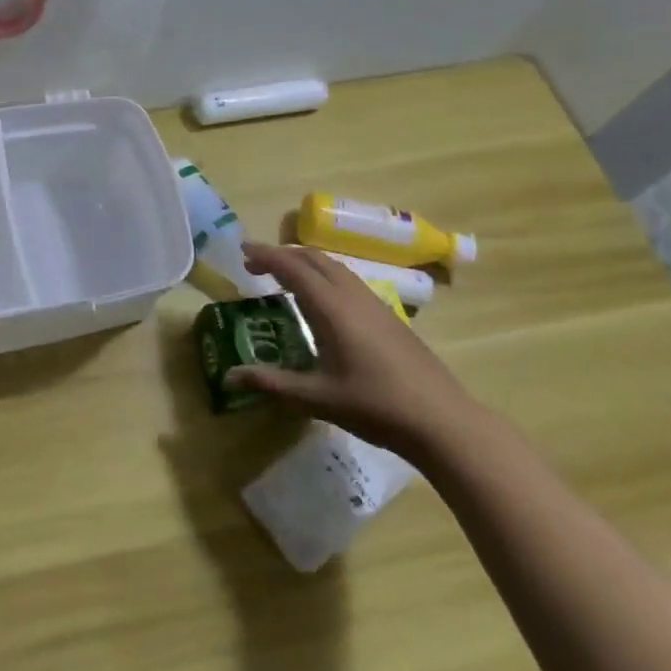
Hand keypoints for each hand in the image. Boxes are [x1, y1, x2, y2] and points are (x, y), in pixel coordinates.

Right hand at [227, 242, 475, 456]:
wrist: (442, 421)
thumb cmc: (375, 407)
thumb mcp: (316, 398)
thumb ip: (271, 383)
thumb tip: (229, 377)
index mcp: (332, 309)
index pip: (293, 268)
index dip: (266, 255)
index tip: (242, 249)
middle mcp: (353, 297)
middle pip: (315, 258)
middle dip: (283, 255)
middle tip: (255, 265)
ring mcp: (375, 304)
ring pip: (335, 267)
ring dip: (305, 263)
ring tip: (283, 278)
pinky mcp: (389, 316)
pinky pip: (348, 281)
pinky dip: (324, 276)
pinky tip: (321, 302)